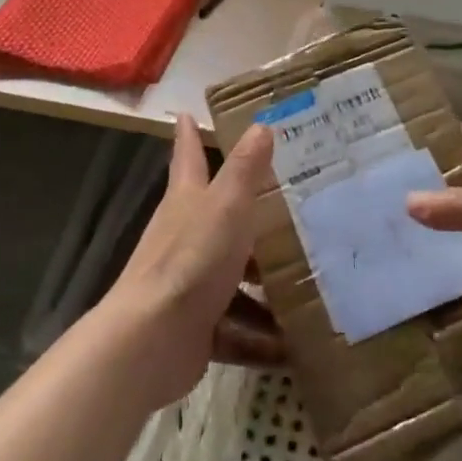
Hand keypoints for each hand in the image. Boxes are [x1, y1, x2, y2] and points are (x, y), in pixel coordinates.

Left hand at [99, 115, 280, 406]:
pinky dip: (261, 337)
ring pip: (234, 276)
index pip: (188, 156)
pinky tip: (293, 347)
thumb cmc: (191, 260)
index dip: (189, 135)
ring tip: (310, 281)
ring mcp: (190, 284)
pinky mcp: (196, 327)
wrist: (151, 341)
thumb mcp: (226, 206)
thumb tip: (261, 125)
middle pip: (218, 217)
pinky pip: (236, 328)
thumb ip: (245, 169)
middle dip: (248, 212)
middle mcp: (185, 237)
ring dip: (264, 282)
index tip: (187, 113)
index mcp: (187, 201)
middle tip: (292, 205)